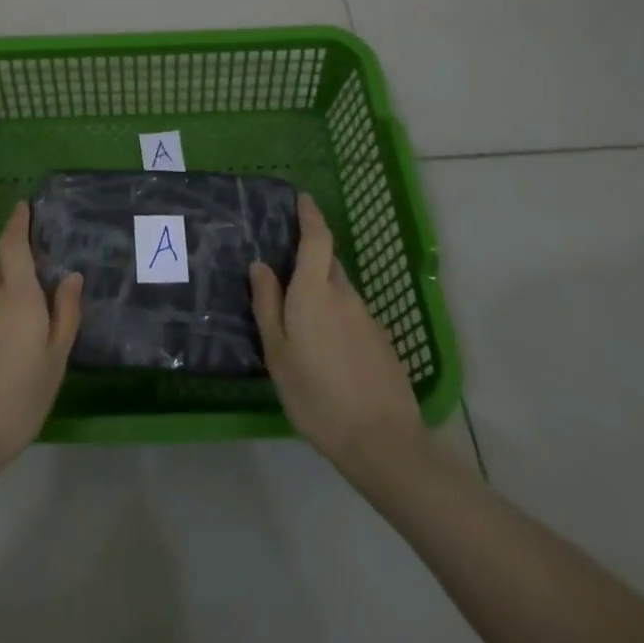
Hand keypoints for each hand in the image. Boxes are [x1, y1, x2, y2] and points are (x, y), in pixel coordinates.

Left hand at [0, 202, 82, 474]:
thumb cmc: (16, 399)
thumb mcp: (54, 360)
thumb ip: (65, 314)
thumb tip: (70, 276)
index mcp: (16, 295)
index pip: (13, 244)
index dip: (17, 222)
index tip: (22, 206)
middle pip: (2, 268)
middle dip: (17, 262)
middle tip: (40, 274)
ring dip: (7, 296)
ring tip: (27, 322)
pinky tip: (3, 352)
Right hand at [250, 194, 425, 470]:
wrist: (383, 442)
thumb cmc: (317, 396)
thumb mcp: (278, 354)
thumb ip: (267, 305)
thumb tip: (260, 265)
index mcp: (315, 290)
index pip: (317, 237)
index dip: (310, 215)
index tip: (302, 199)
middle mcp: (344, 295)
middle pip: (327, 262)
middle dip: (310, 255)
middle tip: (286, 267)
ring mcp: (367, 318)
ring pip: (340, 290)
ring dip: (322, 290)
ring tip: (301, 316)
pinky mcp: (381, 342)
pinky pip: (352, 314)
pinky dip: (337, 316)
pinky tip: (327, 347)